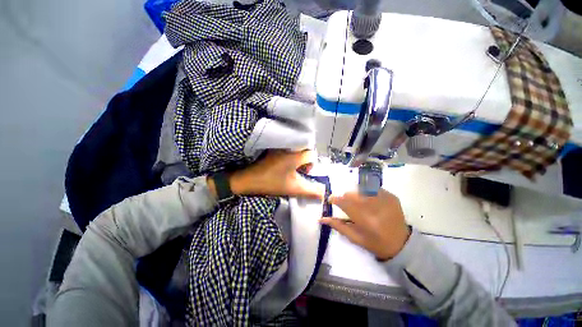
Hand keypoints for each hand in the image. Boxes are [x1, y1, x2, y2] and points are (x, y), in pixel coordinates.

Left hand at [208, 150, 324, 199]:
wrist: (247, 180)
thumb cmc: (271, 183)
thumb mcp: (293, 189)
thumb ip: (310, 191)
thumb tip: (323, 194)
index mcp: (294, 156)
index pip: (311, 154)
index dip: (311, 164)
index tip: (304, 173)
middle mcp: (287, 148)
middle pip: (304, 150)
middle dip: (304, 161)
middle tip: (298, 171)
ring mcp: (278, 148)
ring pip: (295, 150)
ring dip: (296, 159)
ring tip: (290, 170)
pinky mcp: (272, 150)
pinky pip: (286, 150)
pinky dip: (288, 157)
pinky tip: (282, 167)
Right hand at [320, 189, 409, 260]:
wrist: (402, 244)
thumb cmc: (375, 243)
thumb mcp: (355, 238)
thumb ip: (338, 226)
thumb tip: (321, 218)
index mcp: (366, 221)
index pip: (345, 203)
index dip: (336, 199)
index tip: (331, 199)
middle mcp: (376, 208)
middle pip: (353, 193)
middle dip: (345, 195)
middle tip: (345, 201)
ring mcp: (386, 200)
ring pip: (362, 187)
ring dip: (355, 192)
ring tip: (356, 200)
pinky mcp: (392, 196)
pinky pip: (373, 188)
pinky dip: (366, 191)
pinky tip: (367, 198)